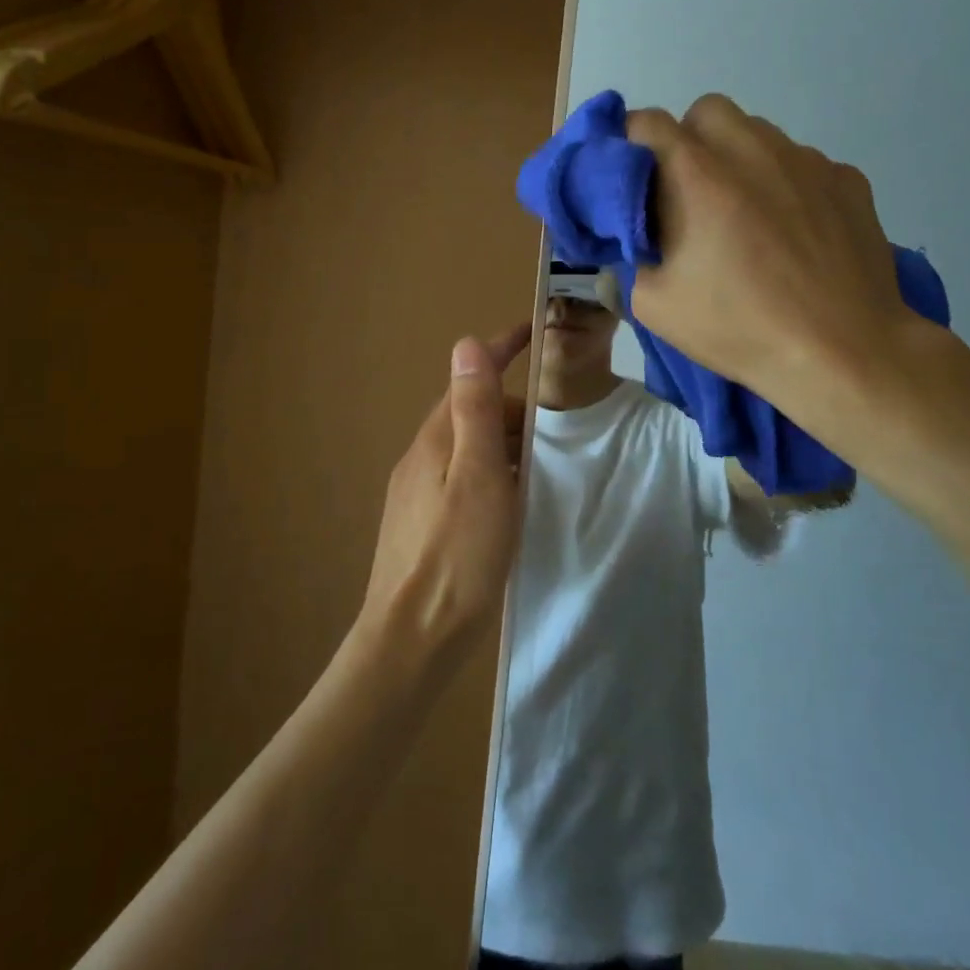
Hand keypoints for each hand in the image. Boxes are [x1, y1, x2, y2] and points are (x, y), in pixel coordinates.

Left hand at [358, 324, 531, 666]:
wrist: (412, 639)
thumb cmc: (457, 555)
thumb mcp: (478, 476)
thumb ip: (475, 411)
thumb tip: (466, 343)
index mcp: (435, 440)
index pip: (468, 379)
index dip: (499, 351)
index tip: (530, 330)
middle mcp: (420, 458)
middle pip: (471, 415)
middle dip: (513, 411)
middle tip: (557, 432)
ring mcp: (416, 492)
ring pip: (468, 450)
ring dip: (505, 446)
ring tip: (543, 469)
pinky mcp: (421, 524)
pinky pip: (462, 479)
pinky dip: (493, 475)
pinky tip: (509, 505)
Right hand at [626, 95, 922, 437]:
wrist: (843, 351)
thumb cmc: (739, 327)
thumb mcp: (654, 306)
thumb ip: (630, 260)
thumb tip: (631, 242)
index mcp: (697, 174)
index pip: (646, 121)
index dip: (629, 143)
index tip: (632, 178)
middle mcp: (751, 150)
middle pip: (706, 111)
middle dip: (688, 140)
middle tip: (687, 193)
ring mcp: (806, 160)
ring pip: (758, 132)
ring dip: (738, 158)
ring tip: (745, 213)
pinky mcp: (847, 179)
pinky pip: (803, 162)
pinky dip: (786, 183)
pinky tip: (794, 231)